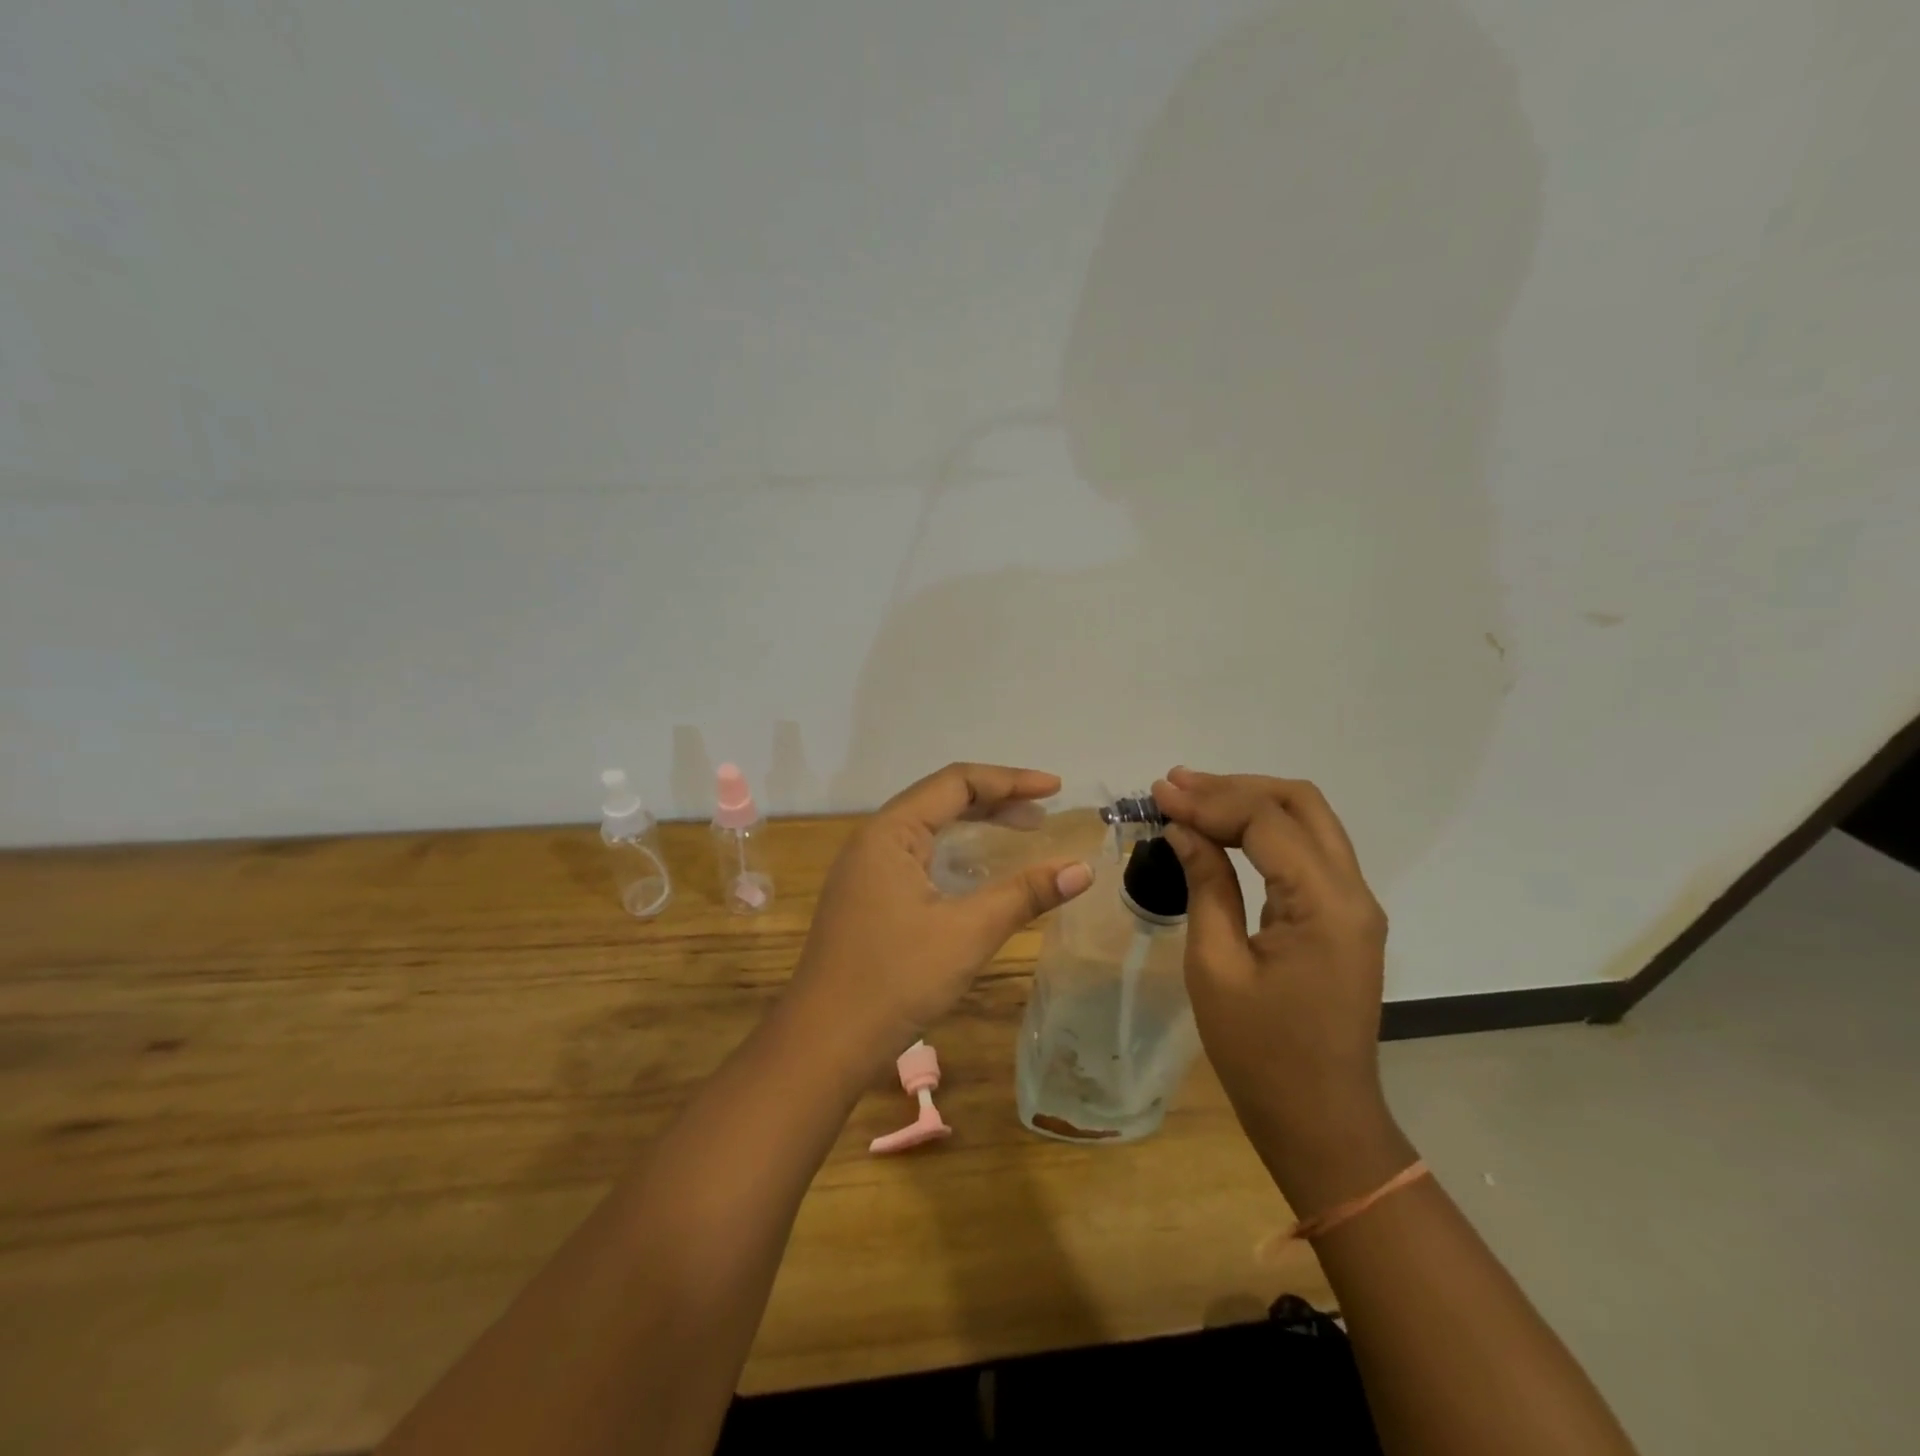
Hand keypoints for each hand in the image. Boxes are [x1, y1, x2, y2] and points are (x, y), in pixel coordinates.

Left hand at [790, 763, 1094, 1074]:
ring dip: (976, 825)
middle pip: (941, 799)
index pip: (956, 782)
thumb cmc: (896, 979)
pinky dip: (955, 852)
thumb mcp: (968, 933)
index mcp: (890, 832)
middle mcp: (874, 839)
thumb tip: (1083, 869)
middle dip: (996, 800)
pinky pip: (918, 855)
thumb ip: (1025, 895)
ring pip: (929, 828)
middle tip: (1045, 813)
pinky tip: (979, 871)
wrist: (824, 1042)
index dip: (1010, 780)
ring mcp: (865, 869)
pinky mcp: (867, 897)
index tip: (1056, 789)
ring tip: (1024, 831)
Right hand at [1151, 768, 1402, 1202]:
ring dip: (1250, 802)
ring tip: (1190, 795)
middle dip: (1234, 787)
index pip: (1267, 822)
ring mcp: (1354, 904)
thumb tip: (1181, 829)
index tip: (1158, 793)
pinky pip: (1307, 851)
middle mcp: (1352, 892)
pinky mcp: (1343, 917)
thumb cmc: (1259, 1052)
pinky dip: (1263, 831)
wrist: (1320, 1119)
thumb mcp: (1216, 965)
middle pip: (1299, 804)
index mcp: (1325, 905)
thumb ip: (1205, 885)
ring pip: (1307, 820)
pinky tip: (1222, 830)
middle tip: (1175, 786)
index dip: (1209, 800)